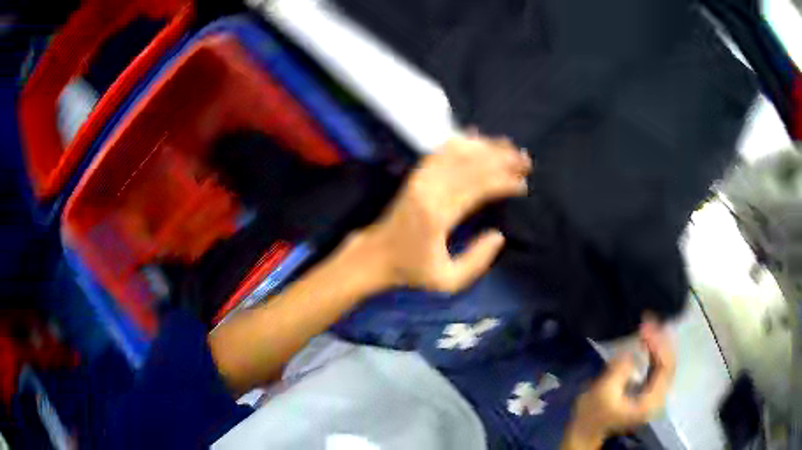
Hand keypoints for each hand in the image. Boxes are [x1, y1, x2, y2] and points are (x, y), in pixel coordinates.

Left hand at [362, 133, 530, 292]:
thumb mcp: (447, 280)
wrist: (376, 256)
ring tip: (510, 147)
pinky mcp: (416, 175)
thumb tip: (498, 235)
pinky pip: (441, 151)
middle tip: (526, 160)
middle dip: (502, 159)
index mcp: (439, 215)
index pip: (479, 188)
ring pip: (458, 152)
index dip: (504, 182)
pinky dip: (462, 142)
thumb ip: (476, 261)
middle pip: (471, 164)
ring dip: (486, 147)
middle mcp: (430, 190)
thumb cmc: (412, 270)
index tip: (524, 184)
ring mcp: (420, 178)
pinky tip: (478, 137)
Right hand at [562, 321, 675, 449]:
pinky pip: (657, 366)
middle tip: (648, 320)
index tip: (645, 327)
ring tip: (649, 325)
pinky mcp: (647, 390)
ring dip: (658, 342)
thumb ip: (621, 370)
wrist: (586, 430)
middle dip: (660, 339)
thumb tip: (631, 351)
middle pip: (669, 363)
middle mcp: (658, 396)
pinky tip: (648, 339)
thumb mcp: (604, 392)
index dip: (659, 344)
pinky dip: (654, 350)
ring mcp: (654, 393)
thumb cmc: (593, 413)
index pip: (665, 366)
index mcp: (651, 401)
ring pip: (665, 362)